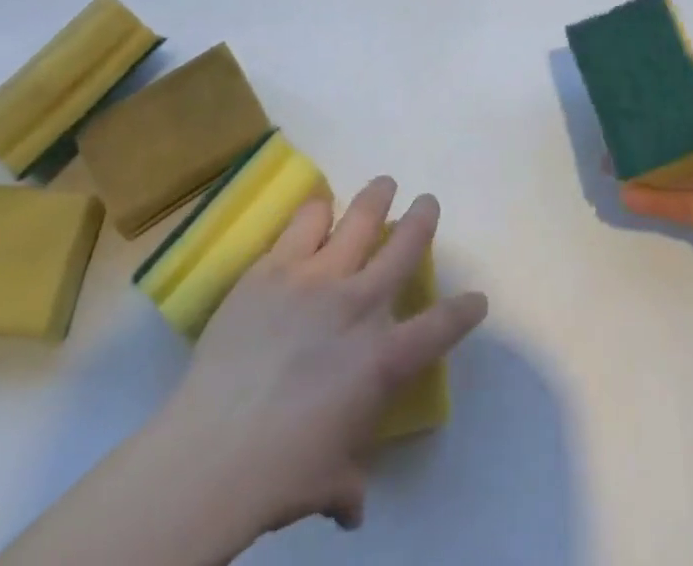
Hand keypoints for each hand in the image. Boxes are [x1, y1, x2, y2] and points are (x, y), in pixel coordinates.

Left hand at [161, 179, 488, 551]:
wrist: (214, 450)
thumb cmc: (281, 475)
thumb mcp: (329, 484)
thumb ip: (348, 483)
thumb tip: (352, 507)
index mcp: (383, 360)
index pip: (440, 328)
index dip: (465, 311)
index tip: (477, 299)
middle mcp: (359, 306)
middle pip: (404, 246)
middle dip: (423, 219)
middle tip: (428, 203)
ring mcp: (317, 278)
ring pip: (360, 218)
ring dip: (377, 197)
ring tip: (384, 184)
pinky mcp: (275, 267)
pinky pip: (305, 222)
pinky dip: (318, 211)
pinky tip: (319, 208)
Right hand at [618, 55, 692, 315]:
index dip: (677, 81)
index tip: (640, 73)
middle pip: (688, 127)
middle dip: (652, 122)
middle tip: (613, 117)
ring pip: (677, 165)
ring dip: (644, 161)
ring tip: (606, 158)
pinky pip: (678, 203)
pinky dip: (652, 198)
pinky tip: (623, 192)